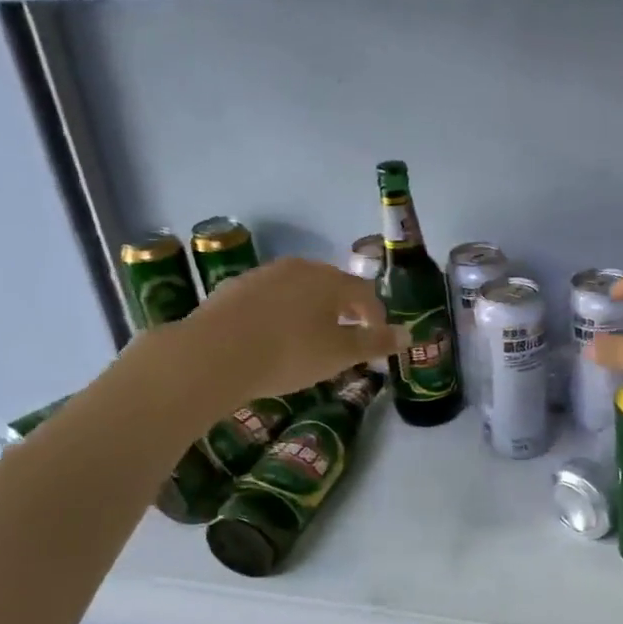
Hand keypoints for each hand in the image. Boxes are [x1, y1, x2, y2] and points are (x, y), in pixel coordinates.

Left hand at [176, 257, 404, 402]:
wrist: (213, 354)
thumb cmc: (288, 353)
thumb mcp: (339, 355)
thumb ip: (375, 343)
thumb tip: (409, 334)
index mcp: (330, 280)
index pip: (364, 293)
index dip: (375, 317)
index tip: (375, 341)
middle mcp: (299, 268)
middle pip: (331, 286)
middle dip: (343, 310)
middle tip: (345, 338)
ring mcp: (263, 275)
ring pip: (298, 290)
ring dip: (310, 311)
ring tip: (309, 339)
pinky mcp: (233, 288)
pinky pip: (269, 298)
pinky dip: (280, 314)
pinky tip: (272, 337)